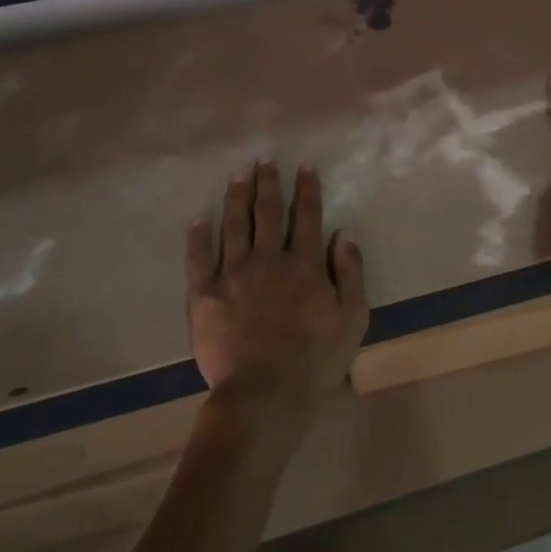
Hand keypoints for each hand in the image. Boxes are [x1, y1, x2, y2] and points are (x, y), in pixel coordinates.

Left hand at [186, 161, 369, 412]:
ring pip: (234, 225)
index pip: (306, 216)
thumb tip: (343, 233)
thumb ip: (349, 273)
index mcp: (303, 264)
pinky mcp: (204, 295)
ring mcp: (233, 274)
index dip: (307, 188)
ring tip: (238, 173)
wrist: (264, 394)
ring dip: (236, 196)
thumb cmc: (315, 360)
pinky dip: (198, 235)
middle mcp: (267, 259)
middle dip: (268, 181)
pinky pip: (198, 258)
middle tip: (265, 158)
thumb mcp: (352, 318)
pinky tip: (199, 217)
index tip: (304, 165)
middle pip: (267, 211)